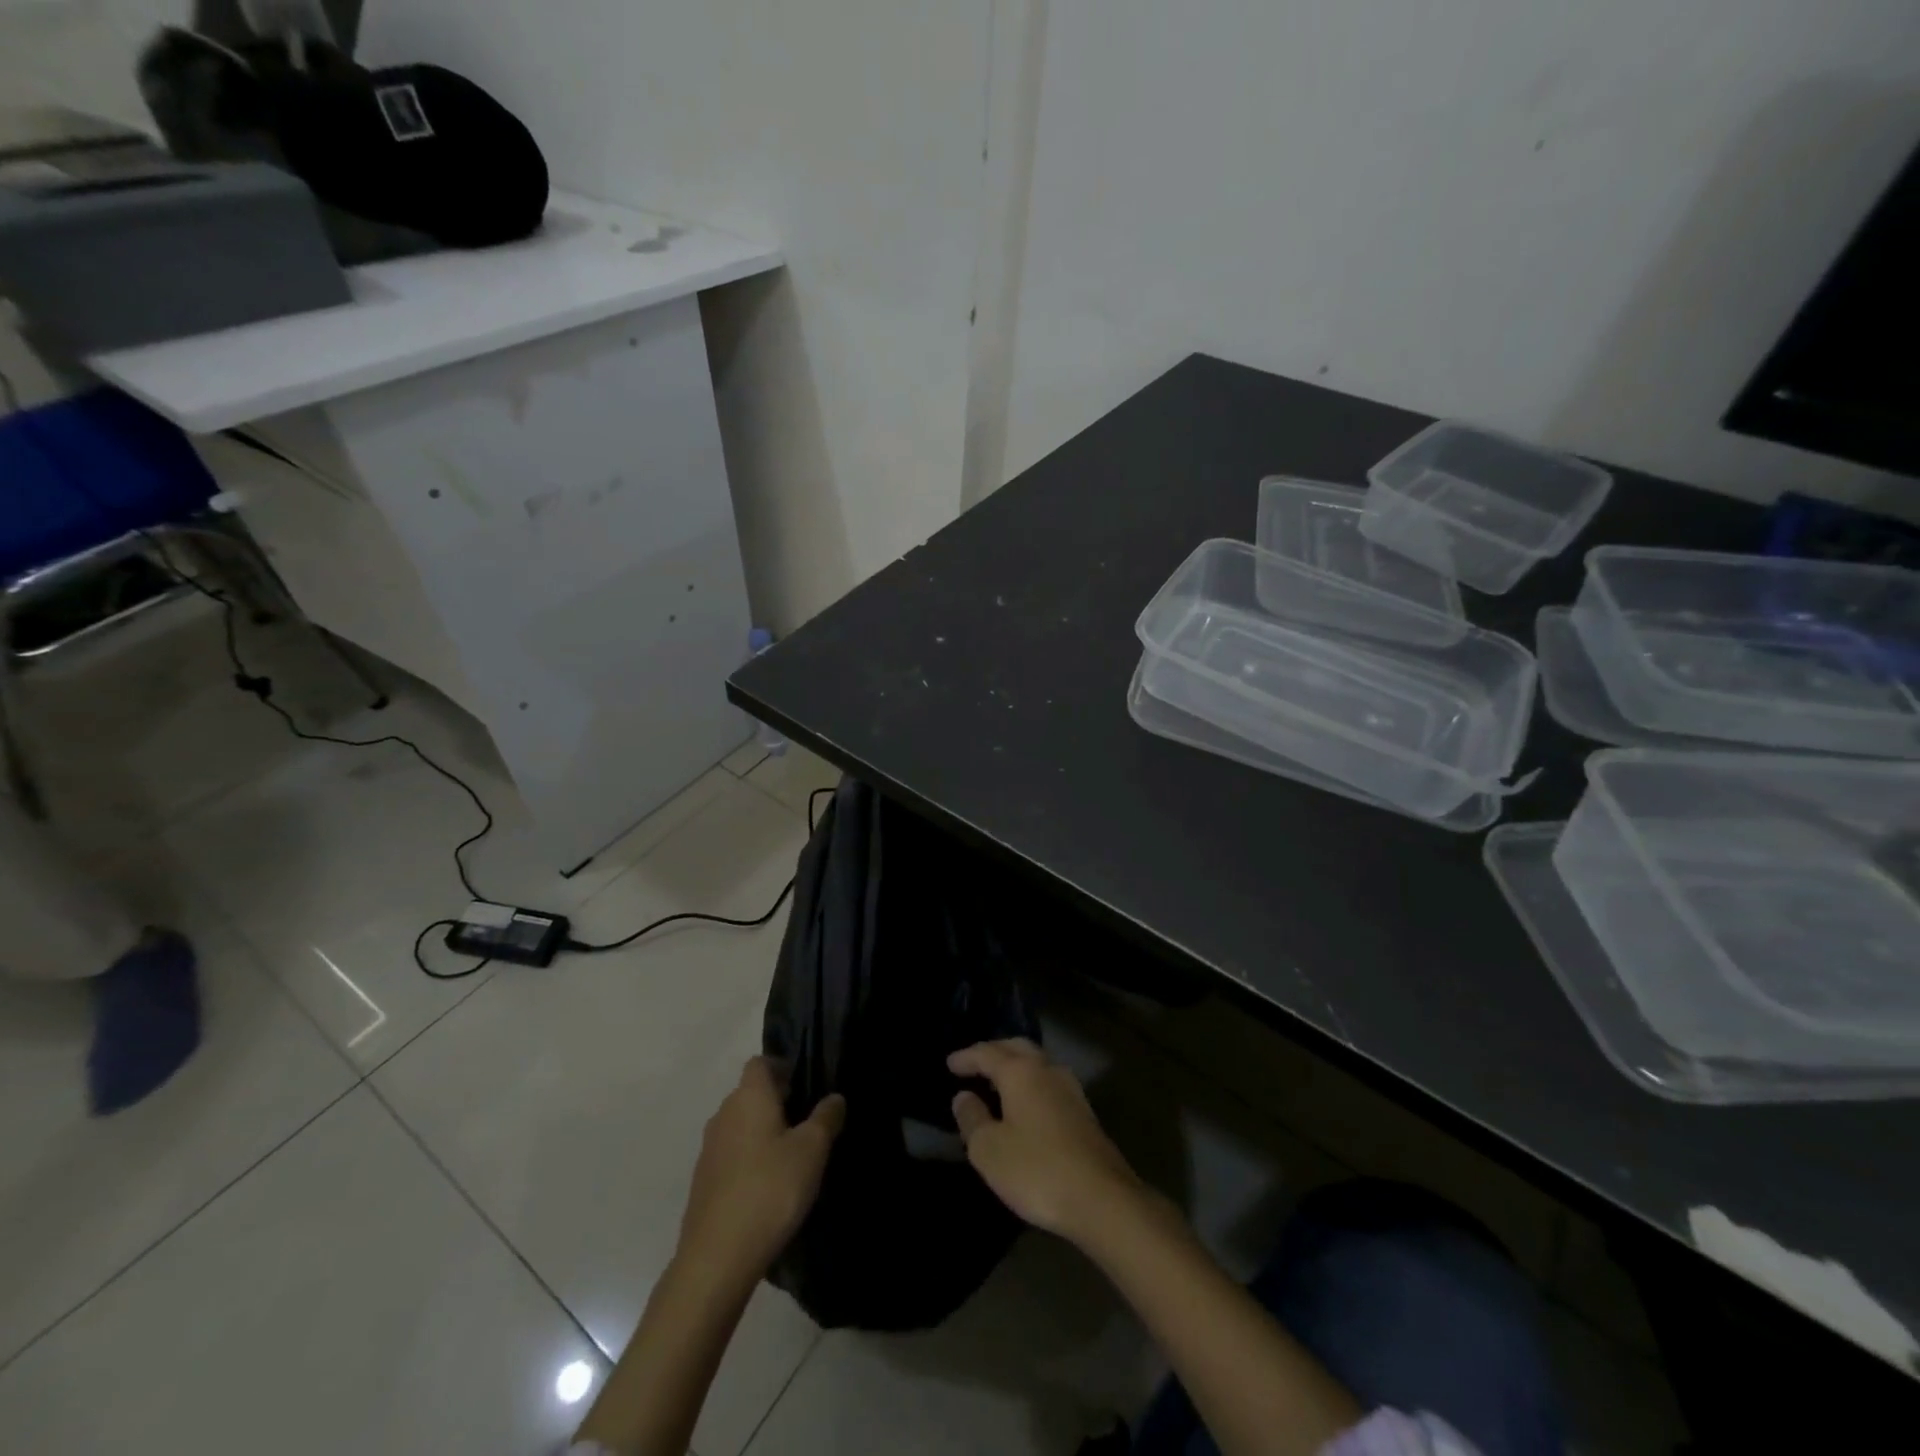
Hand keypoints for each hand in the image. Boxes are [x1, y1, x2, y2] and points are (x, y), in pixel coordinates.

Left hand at [678, 1057, 845, 1286]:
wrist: (717, 1257)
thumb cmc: (770, 1189)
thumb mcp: (812, 1150)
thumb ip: (826, 1118)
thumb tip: (834, 1098)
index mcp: (749, 1097)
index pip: (760, 1063)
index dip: (781, 1068)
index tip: (804, 1085)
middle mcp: (723, 1114)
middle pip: (749, 1093)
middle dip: (775, 1101)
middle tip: (805, 1122)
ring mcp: (708, 1149)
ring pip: (739, 1125)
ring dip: (761, 1131)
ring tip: (789, 1156)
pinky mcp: (702, 1182)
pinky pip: (730, 1155)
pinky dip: (748, 1159)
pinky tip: (766, 1186)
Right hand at [948, 1038, 1140, 1241]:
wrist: (1102, 1199)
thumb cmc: (1037, 1170)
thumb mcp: (989, 1150)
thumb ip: (972, 1119)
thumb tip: (963, 1097)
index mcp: (1021, 1072)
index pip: (987, 1053)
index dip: (966, 1057)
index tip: (949, 1063)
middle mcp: (1047, 1070)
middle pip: (1017, 1048)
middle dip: (994, 1052)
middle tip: (974, 1063)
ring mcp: (1070, 1089)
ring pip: (1037, 1063)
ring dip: (1015, 1066)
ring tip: (997, 1081)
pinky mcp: (1084, 1112)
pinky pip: (1048, 1083)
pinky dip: (1030, 1083)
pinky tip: (1025, 1103)